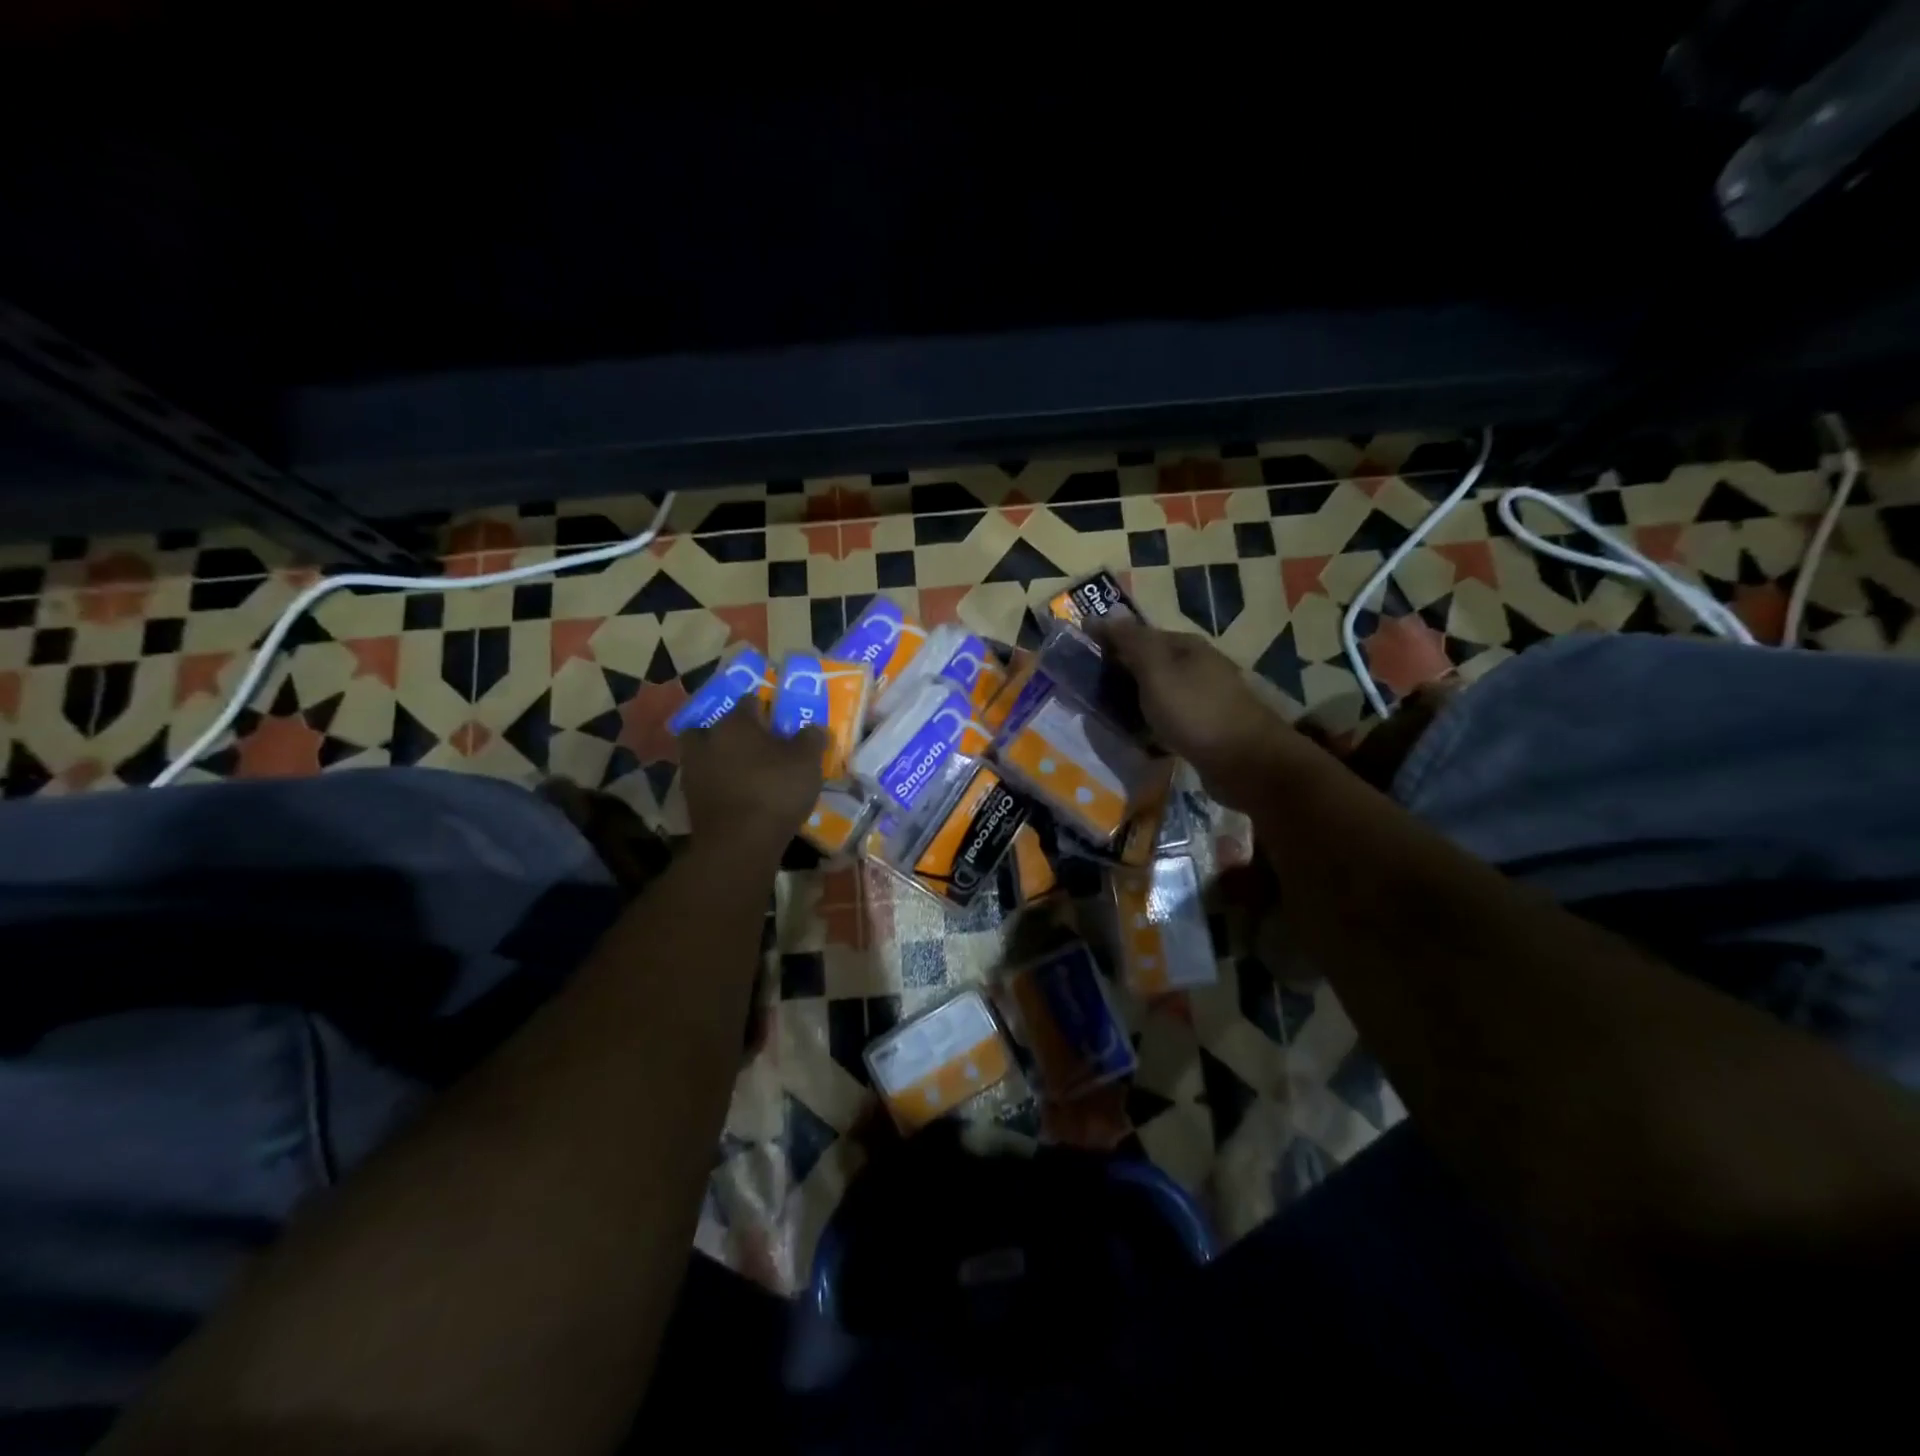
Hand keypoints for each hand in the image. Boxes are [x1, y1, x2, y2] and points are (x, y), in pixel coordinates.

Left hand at [679, 711, 825, 858]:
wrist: (738, 843)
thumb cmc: (775, 792)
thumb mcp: (807, 762)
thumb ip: (811, 739)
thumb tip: (815, 727)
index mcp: (737, 723)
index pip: (749, 702)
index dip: (765, 708)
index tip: (778, 720)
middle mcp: (709, 738)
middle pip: (717, 725)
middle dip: (732, 731)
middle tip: (754, 743)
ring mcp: (694, 769)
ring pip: (705, 752)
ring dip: (719, 756)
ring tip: (742, 770)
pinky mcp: (689, 798)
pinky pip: (704, 780)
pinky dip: (716, 782)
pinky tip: (735, 793)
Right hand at [1098, 618, 1306, 808]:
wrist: (1246, 761)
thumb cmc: (1195, 711)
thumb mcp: (1156, 671)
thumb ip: (1132, 642)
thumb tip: (1107, 612)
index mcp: (1185, 646)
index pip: (1138, 634)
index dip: (1108, 640)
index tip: (1077, 653)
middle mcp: (1196, 666)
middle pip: (1148, 662)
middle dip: (1119, 671)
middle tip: (1084, 688)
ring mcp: (1203, 697)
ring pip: (1158, 692)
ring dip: (1133, 700)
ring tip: (1105, 714)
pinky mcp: (1205, 727)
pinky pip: (1168, 717)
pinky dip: (1150, 722)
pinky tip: (1137, 735)